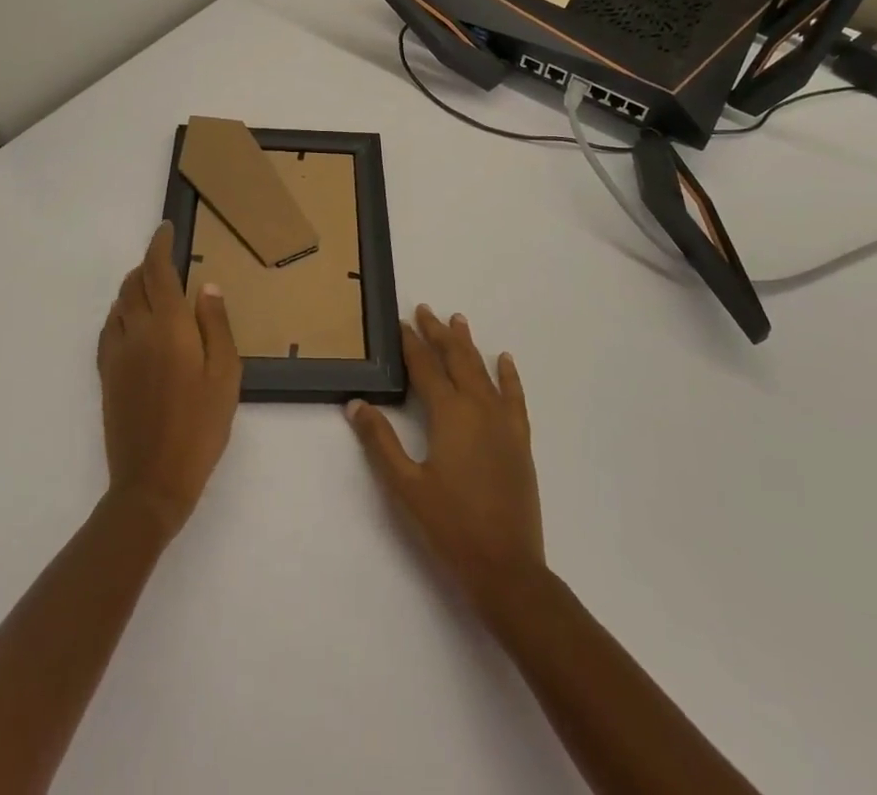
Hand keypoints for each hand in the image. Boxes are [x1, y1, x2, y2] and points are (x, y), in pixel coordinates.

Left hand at [97, 222, 240, 535]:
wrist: (152, 482)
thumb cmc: (200, 427)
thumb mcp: (225, 375)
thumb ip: (216, 325)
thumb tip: (207, 286)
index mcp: (169, 327)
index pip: (158, 271)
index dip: (159, 245)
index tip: (166, 229)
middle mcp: (137, 331)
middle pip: (134, 283)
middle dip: (147, 264)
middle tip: (166, 260)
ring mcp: (117, 354)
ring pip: (119, 304)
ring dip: (134, 286)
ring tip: (153, 288)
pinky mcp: (107, 375)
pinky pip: (109, 328)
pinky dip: (121, 311)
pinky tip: (133, 322)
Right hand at [346, 305, 544, 610]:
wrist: (507, 567)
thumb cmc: (450, 526)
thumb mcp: (405, 486)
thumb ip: (380, 441)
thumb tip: (356, 403)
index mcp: (449, 413)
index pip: (425, 367)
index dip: (410, 343)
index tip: (400, 322)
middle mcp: (478, 406)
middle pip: (455, 359)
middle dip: (438, 333)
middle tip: (424, 310)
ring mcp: (503, 421)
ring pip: (483, 370)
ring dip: (468, 344)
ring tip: (457, 320)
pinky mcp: (519, 439)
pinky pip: (514, 396)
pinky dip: (508, 375)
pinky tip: (504, 359)